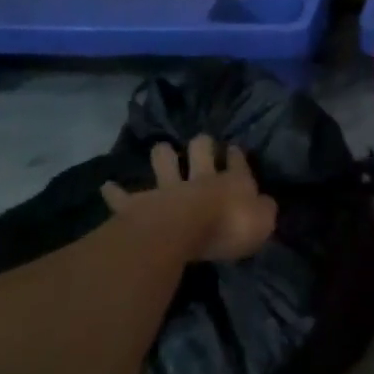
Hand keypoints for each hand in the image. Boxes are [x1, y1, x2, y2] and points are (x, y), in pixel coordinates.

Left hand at [102, 136, 276, 262]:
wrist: (182, 232)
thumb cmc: (228, 227)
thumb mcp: (263, 222)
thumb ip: (264, 211)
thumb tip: (266, 204)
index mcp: (231, 180)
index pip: (237, 160)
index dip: (237, 155)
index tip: (235, 150)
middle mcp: (200, 177)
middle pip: (201, 150)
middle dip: (202, 144)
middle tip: (201, 142)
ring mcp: (168, 188)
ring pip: (164, 161)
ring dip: (163, 156)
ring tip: (161, 150)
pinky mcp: (140, 204)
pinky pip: (124, 197)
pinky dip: (116, 192)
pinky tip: (107, 186)